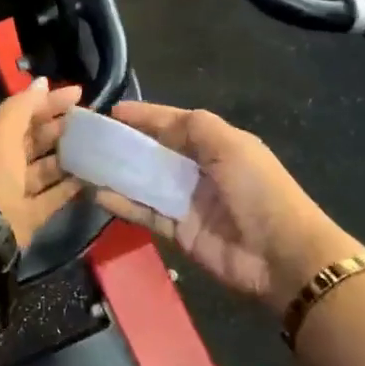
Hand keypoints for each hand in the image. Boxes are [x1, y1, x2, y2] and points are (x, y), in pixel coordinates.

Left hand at [0, 79, 84, 246]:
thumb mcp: (2, 132)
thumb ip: (22, 106)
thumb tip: (43, 82)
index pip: (22, 114)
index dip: (49, 102)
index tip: (80, 94)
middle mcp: (1, 162)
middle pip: (35, 140)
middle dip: (60, 128)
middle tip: (92, 118)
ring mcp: (16, 190)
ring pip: (46, 167)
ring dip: (68, 156)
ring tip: (96, 144)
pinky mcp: (31, 213)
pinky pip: (54, 195)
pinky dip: (71, 186)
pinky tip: (92, 175)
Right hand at [93, 101, 358, 311]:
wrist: (280, 254)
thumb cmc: (258, 190)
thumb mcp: (231, 146)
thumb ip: (195, 127)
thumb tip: (158, 120)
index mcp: (217, 145)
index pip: (173, 124)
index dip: (144, 116)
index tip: (111, 111)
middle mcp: (199, 170)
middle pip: (155, 152)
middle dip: (125, 143)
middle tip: (89, 138)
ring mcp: (187, 201)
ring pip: (145, 182)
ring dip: (118, 173)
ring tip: (84, 164)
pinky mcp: (178, 230)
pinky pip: (145, 212)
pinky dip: (123, 203)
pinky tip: (97, 194)